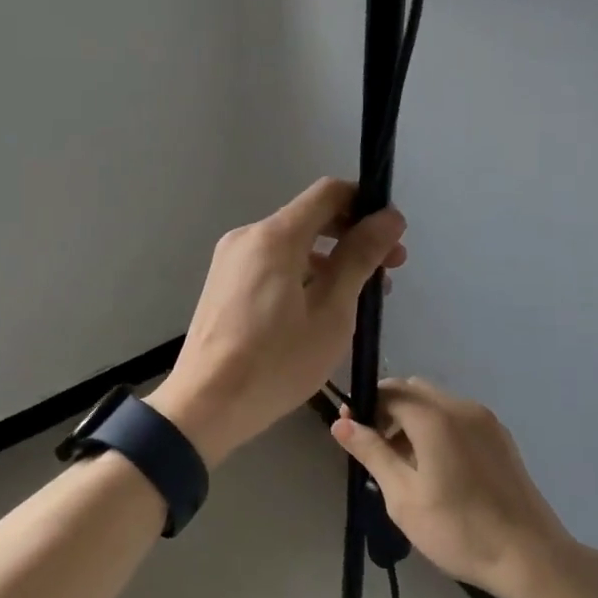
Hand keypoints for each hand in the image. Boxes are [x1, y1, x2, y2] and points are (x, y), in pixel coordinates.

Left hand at [147, 178, 406, 465]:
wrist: (205, 404)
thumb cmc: (276, 362)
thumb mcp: (331, 312)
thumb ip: (359, 259)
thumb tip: (388, 218)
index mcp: (274, 236)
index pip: (328, 193)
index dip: (366, 205)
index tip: (392, 237)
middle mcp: (248, 237)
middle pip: (310, 218)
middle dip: (352, 237)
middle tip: (387, 272)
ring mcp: (231, 260)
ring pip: (292, 245)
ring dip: (329, 261)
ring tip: (359, 299)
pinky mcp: (224, 284)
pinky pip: (271, 264)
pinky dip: (302, 274)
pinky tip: (321, 309)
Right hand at [332, 377, 572, 597]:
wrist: (531, 558)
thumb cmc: (459, 530)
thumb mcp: (403, 497)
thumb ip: (372, 453)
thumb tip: (341, 423)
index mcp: (435, 418)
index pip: (389, 391)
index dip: (364, 406)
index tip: (350, 433)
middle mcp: (461, 408)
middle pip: (413, 391)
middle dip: (388, 410)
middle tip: (376, 450)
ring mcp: (486, 422)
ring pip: (436, 403)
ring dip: (413, 420)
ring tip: (404, 464)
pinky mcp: (501, 438)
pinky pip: (458, 418)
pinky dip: (437, 428)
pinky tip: (436, 468)